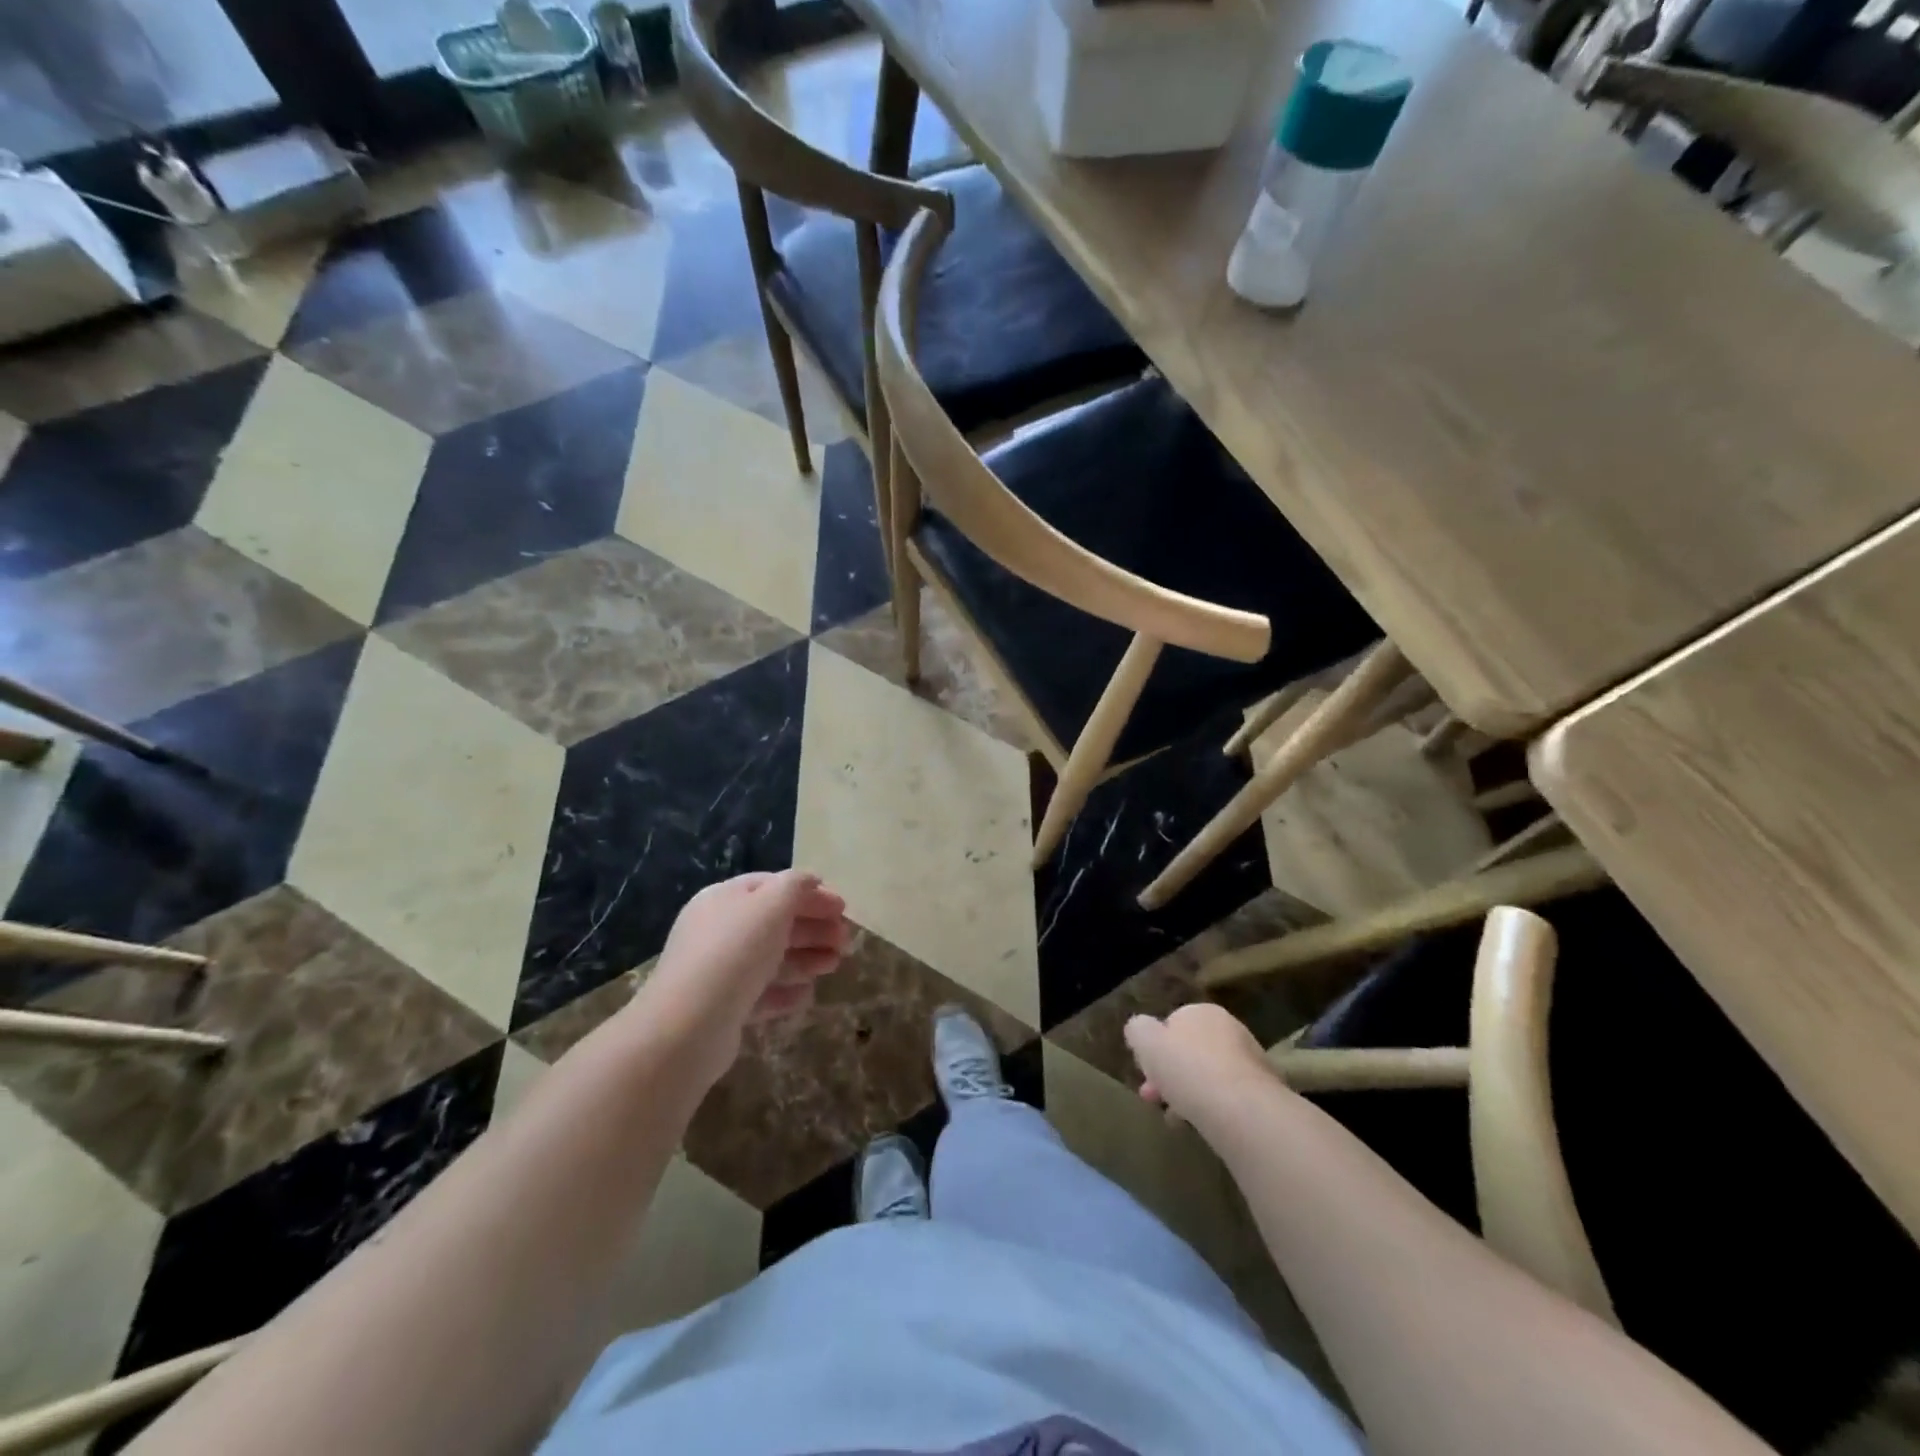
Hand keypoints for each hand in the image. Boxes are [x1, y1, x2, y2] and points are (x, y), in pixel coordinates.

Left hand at [627, 870, 849, 1091]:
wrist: (687, 1026)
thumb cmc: (734, 952)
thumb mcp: (771, 906)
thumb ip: (795, 886)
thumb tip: (810, 880)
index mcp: (724, 899)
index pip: (772, 886)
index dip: (809, 894)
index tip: (843, 908)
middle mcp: (719, 930)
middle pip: (774, 923)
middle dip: (814, 928)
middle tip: (846, 941)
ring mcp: (719, 971)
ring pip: (771, 958)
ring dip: (806, 958)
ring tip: (834, 965)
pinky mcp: (722, 1008)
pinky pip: (760, 993)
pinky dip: (786, 991)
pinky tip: (807, 995)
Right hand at [1124, 1004, 1272, 1134]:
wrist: (1242, 1110)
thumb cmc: (1187, 1068)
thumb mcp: (1145, 1040)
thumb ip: (1137, 1030)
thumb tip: (1140, 1030)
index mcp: (1202, 1011)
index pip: (1171, 1024)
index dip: (1154, 1049)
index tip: (1144, 1074)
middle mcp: (1230, 1029)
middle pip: (1190, 1052)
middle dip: (1169, 1075)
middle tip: (1153, 1099)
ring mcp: (1251, 1061)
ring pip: (1208, 1076)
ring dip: (1189, 1094)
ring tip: (1175, 1120)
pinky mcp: (1265, 1093)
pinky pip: (1228, 1098)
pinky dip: (1212, 1109)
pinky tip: (1201, 1126)